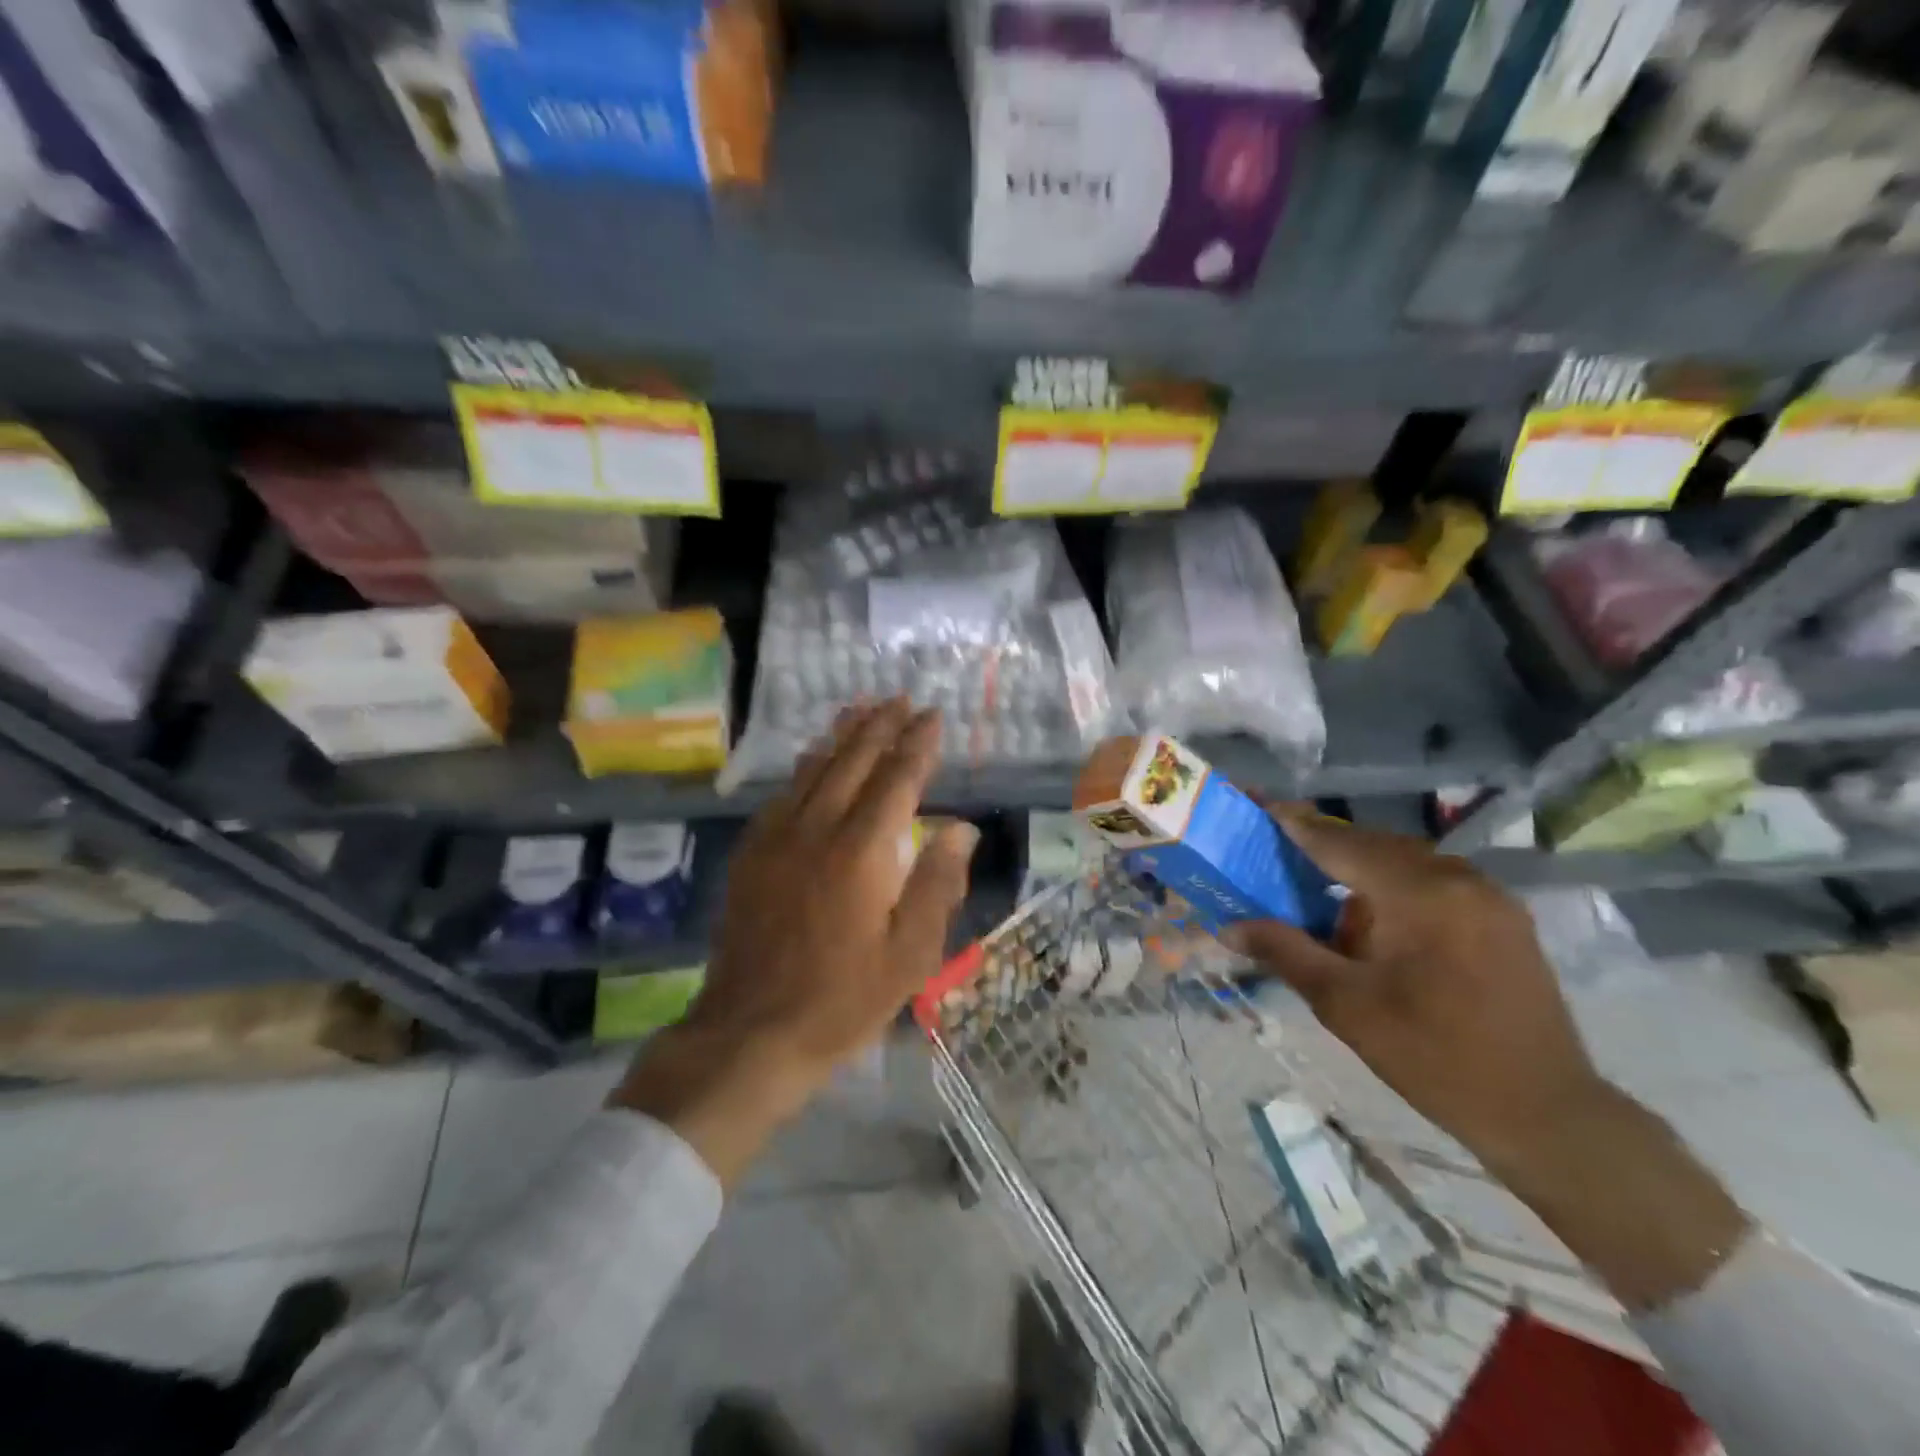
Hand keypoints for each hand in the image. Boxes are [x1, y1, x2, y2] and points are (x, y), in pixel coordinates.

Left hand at [612, 700, 977, 1183]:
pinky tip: (814, 760)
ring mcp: (777, 839)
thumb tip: (960, 827)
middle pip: (852, 761)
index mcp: (862, 852)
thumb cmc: (844, 999)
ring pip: (813, 769)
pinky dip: (806, 767)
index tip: (933, 716)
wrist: (751, 1032)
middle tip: (900, 699)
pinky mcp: (751, 854)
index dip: (917, 745)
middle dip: (879, 726)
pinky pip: (783, 794)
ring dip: (840, 736)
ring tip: (860, 709)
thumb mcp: (910, 954)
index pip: (897, 779)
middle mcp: (817, 830)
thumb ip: (937, 883)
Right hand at [1224, 805, 1606, 1167]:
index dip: (1296, 825)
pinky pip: (1434, 884)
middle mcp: (1459, 879)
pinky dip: (1394, 889)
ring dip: (1360, 870)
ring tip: (1320, 891)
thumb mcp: (1345, 1005)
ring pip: (1405, 863)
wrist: (1546, 1114)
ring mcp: (1489, 897)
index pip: (1341, 843)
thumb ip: (1285, 952)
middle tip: (1279, 852)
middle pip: (1374, 846)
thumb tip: (1227, 926)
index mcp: (1420, 894)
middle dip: (1325, 847)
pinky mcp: (1503, 919)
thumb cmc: (1435, 1057)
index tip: (1259, 806)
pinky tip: (1373, 921)